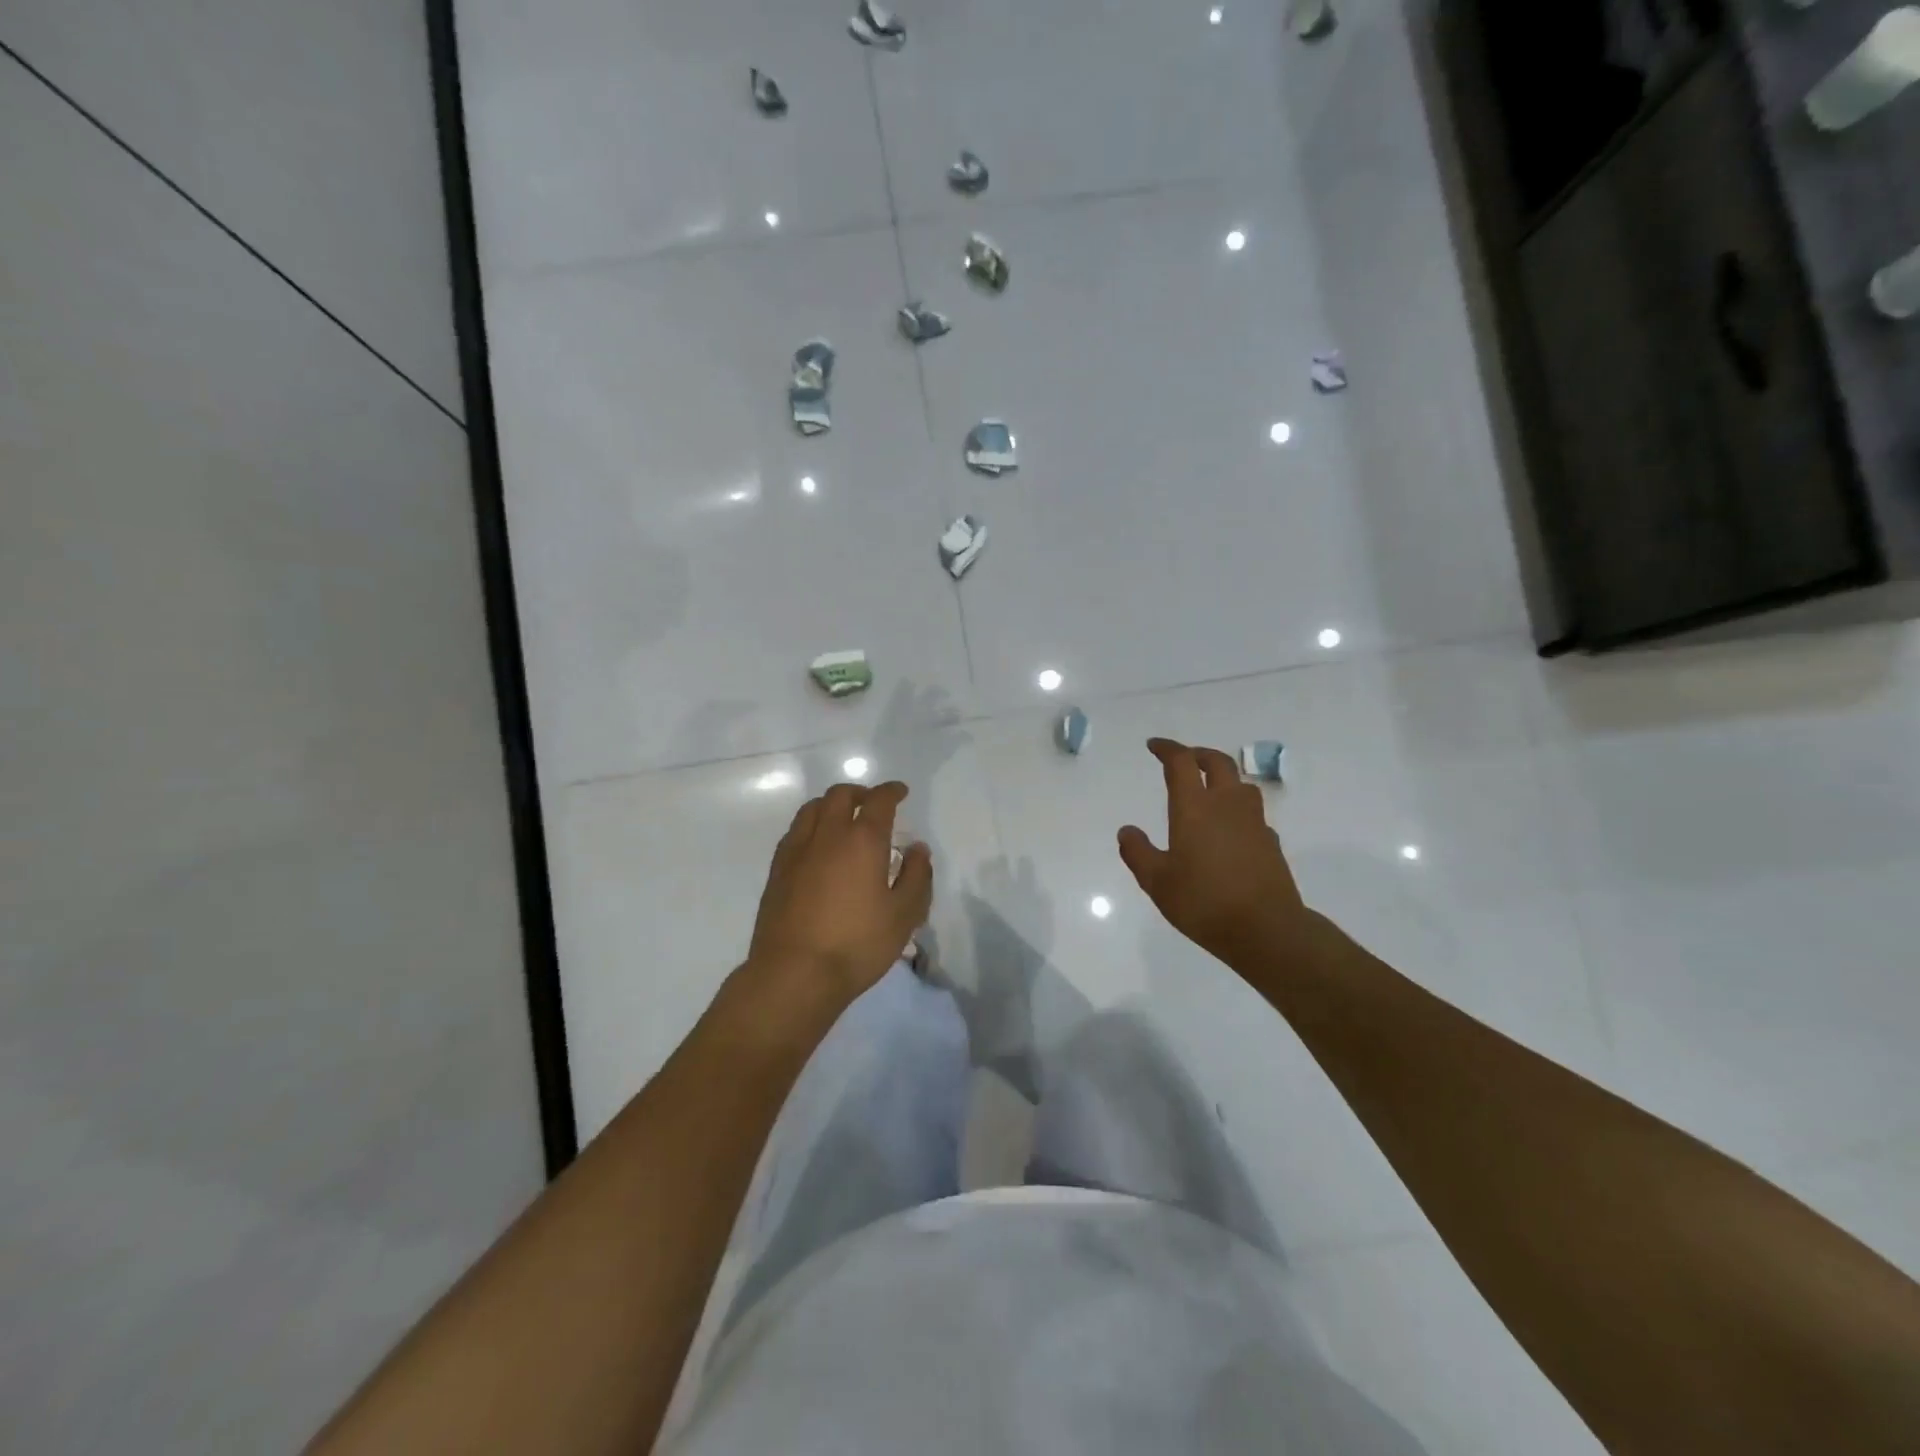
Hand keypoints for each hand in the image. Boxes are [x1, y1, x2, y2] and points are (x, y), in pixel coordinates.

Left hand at [746, 781, 932, 1009]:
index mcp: (862, 840)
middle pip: (840, 796)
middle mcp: (827, 835)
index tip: (900, 792)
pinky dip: (811, 826)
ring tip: (842, 819)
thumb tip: (917, 849)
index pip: (879, 801)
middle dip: (860, 793)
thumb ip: (916, 877)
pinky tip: (817, 847)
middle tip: (872, 804)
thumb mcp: (903, 915)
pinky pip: (795, 832)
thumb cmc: (857, 944)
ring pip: (812, 809)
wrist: (794, 973)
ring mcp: (797, 851)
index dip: (891, 792)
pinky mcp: (777, 871)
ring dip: (831, 805)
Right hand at [1118, 739, 1311, 973]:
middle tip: (1183, 758)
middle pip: (1218, 762)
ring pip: (1241, 785)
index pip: (1181, 763)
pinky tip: (1229, 830)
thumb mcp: (1157, 882)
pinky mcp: (1270, 842)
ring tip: (1208, 790)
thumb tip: (1127, 831)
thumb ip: (1138, 853)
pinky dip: (1237, 810)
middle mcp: (1227, 805)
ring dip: (1223, 778)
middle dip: (1198, 754)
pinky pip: (1252, 814)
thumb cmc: (1204, 902)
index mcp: (1195, 808)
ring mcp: (1254, 822)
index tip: (1154, 746)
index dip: (1167, 749)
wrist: (1266, 930)